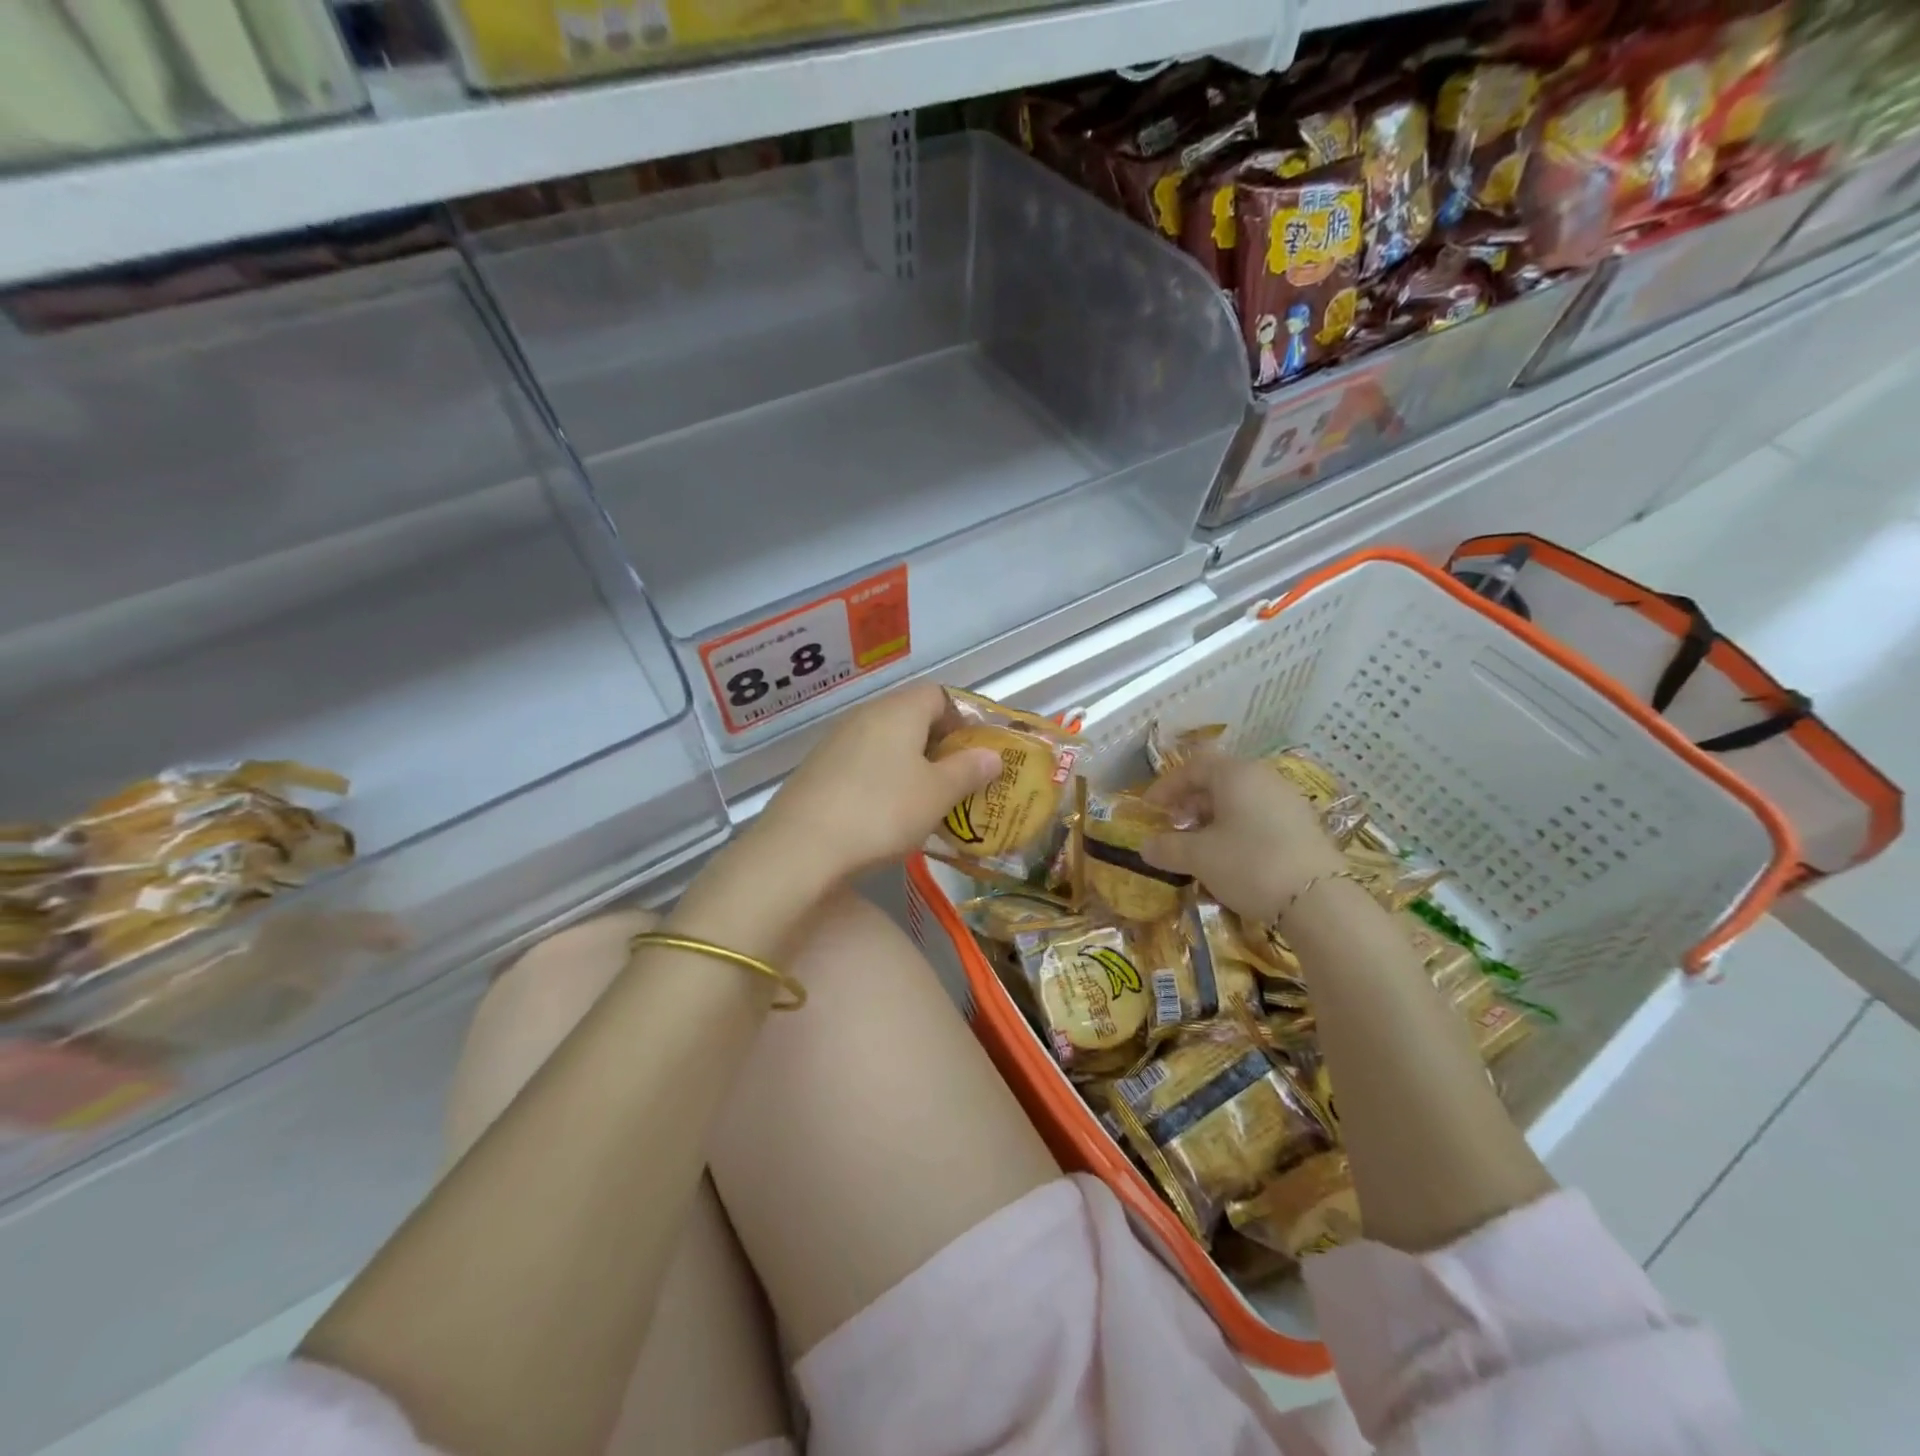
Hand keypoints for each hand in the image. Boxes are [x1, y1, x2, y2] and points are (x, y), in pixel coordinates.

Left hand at [746, 682, 1002, 886]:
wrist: (800, 847)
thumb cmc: (882, 811)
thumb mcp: (937, 794)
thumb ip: (968, 771)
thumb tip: (992, 755)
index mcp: (899, 710)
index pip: (939, 695)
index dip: (963, 719)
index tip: (977, 752)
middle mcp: (865, 714)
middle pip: (911, 716)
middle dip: (939, 745)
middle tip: (958, 780)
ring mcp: (836, 740)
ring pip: (886, 741)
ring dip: (910, 764)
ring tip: (926, 800)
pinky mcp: (818, 768)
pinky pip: (862, 762)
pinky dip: (882, 778)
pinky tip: (886, 812)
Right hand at [1141, 754, 1346, 922]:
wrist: (1319, 901)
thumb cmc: (1249, 864)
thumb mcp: (1199, 857)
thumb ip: (1167, 848)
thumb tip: (1145, 847)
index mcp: (1236, 774)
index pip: (1193, 767)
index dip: (1166, 786)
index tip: (1150, 809)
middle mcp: (1264, 778)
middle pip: (1218, 781)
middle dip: (1190, 803)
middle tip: (1174, 827)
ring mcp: (1289, 801)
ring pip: (1240, 800)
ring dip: (1213, 818)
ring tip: (1200, 846)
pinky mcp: (1304, 826)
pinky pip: (1260, 817)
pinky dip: (1238, 829)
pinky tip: (1232, 857)